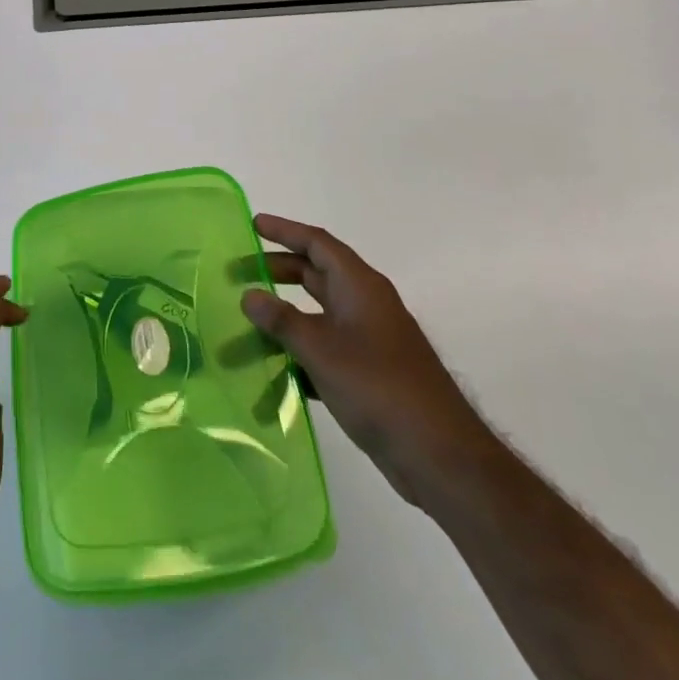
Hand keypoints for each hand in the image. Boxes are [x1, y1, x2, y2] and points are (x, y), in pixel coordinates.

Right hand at [241, 214, 492, 505]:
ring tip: (248, 320)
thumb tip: (249, 295)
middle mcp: (366, 305)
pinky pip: (326, 348)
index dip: (285, 231)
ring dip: (285, 315)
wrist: (439, 454)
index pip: (317, 244)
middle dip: (278, 270)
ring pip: (318, 314)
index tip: (253, 225)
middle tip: (240, 273)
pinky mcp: (369, 372)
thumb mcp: (322, 350)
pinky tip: (273, 369)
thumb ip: (282, 321)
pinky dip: (299, 351)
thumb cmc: (379, 388)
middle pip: (317, 275)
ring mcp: (369, 339)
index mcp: (360, 287)